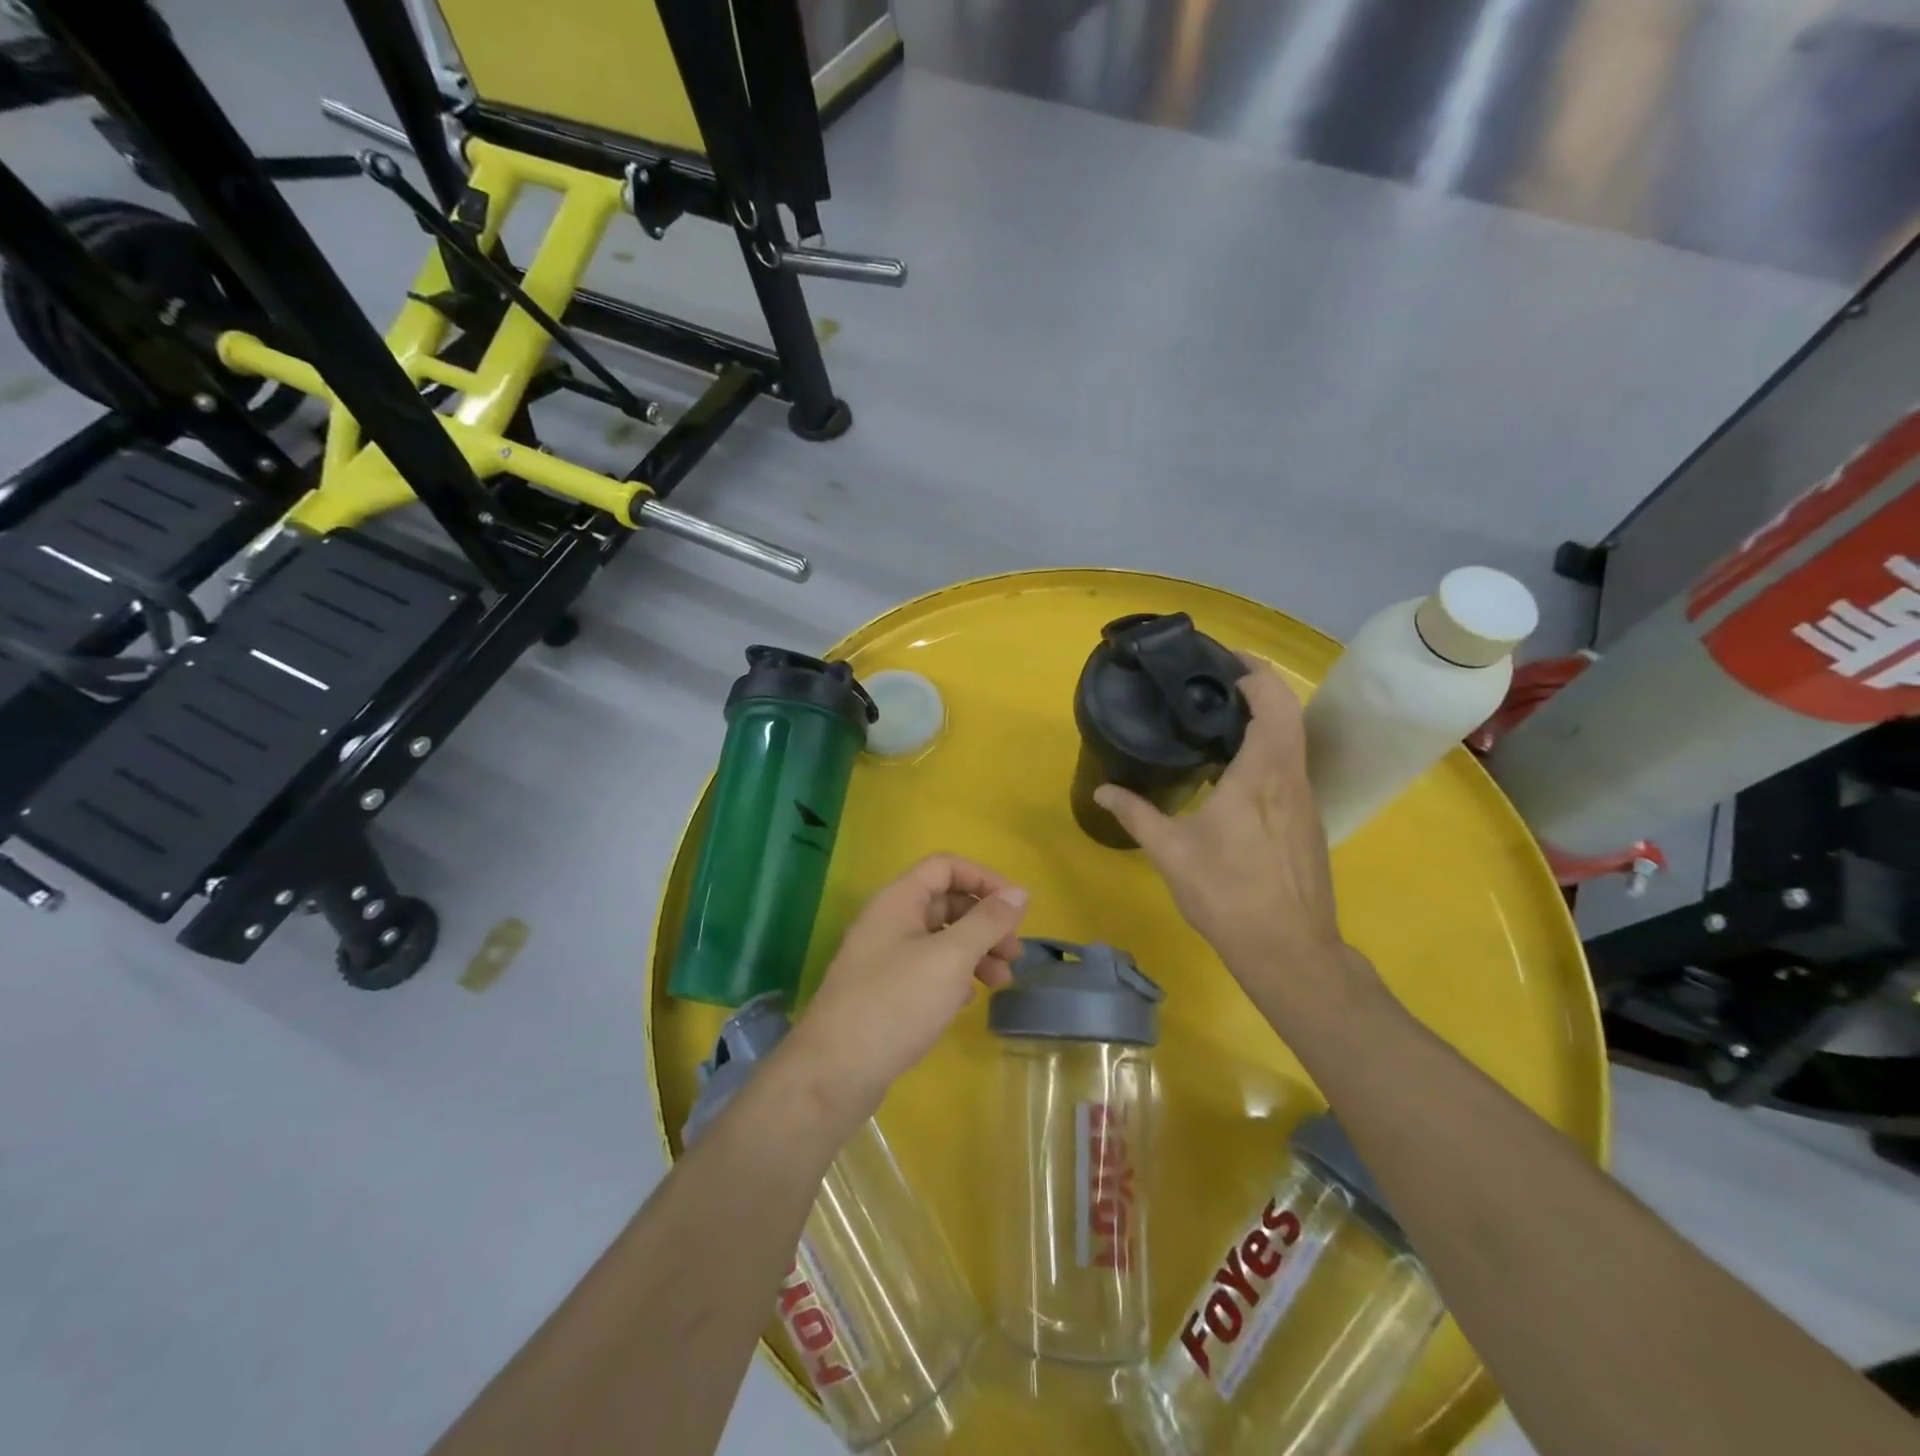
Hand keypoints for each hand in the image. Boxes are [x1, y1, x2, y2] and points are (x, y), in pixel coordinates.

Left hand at [790, 855, 1028, 1118]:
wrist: (834, 1071)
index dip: (984, 879)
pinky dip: (953, 976)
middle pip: (945, 903)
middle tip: (1013, 954)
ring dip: (974, 952)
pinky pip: (926, 969)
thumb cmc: (896, 1003)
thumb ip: (987, 922)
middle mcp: (888, 920)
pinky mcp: (883, 991)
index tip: (1017, 908)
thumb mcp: (950, 957)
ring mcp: (883, 957)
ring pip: (939, 938)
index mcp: (898, 900)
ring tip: (1000, 982)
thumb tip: (1019, 893)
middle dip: (984, 922)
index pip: (945, 866)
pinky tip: (967, 999)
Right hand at [1095, 656, 1355, 1009]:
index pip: (1272, 705)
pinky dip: (1270, 749)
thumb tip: (1103, 790)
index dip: (1255, 674)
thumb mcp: (1171, 853)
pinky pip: (1291, 767)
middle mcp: (1290, 779)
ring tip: (1222, 720)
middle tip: (1219, 682)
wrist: (1288, 949)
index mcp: (1260, 776)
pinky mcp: (1307, 823)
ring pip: (1294, 741)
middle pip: (1289, 714)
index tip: (1226, 660)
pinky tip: (1237, 772)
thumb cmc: (1227, 895)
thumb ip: (1136, 814)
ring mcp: (1305, 802)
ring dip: (1267, 719)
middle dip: (1261, 687)